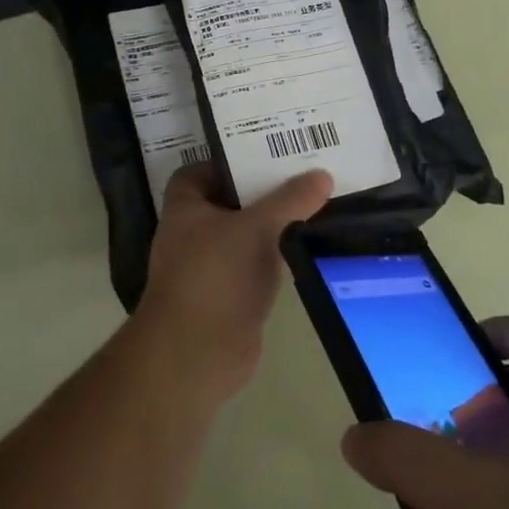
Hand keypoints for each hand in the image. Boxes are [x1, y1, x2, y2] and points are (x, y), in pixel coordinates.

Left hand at [132, 164, 333, 406]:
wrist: (196, 354)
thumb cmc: (216, 276)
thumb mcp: (256, 228)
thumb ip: (290, 200)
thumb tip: (322, 175)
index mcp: (185, 207)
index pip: (200, 171)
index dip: (229, 161)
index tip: (266, 154)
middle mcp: (192, 233)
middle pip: (228, 201)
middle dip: (261, 190)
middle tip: (303, 174)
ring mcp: (209, 267)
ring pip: (243, 235)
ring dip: (271, 225)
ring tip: (313, 204)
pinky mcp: (228, 296)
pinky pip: (253, 266)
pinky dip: (274, 257)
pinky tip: (306, 247)